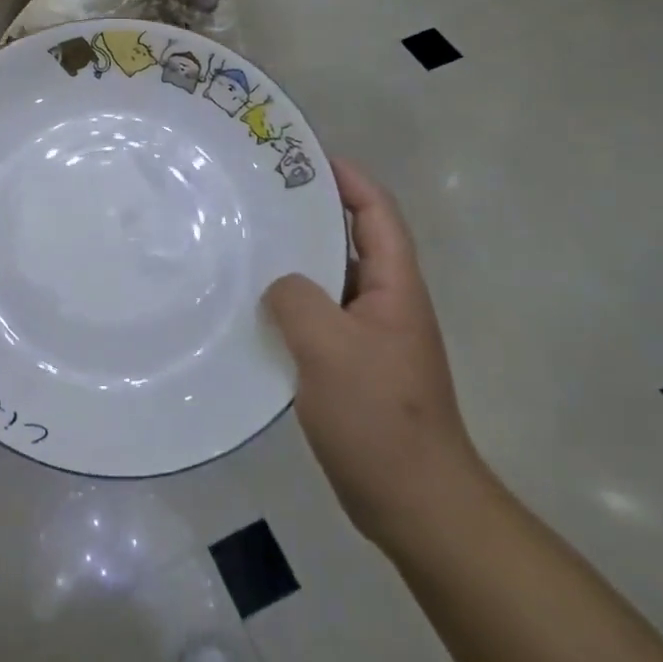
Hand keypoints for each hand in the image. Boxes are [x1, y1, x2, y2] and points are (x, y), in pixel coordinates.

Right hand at [263, 158, 485, 554]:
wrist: (415, 503)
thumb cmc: (379, 417)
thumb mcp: (330, 348)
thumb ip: (298, 300)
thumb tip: (279, 284)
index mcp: (395, 288)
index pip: (377, 213)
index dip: (349, 179)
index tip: (307, 158)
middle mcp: (385, 304)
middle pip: (351, 241)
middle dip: (311, 214)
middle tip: (260, 196)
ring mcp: (369, 337)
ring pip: (329, 281)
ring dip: (296, 261)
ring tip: (247, 244)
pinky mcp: (351, 367)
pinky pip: (317, 318)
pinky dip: (289, 305)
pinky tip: (253, 309)